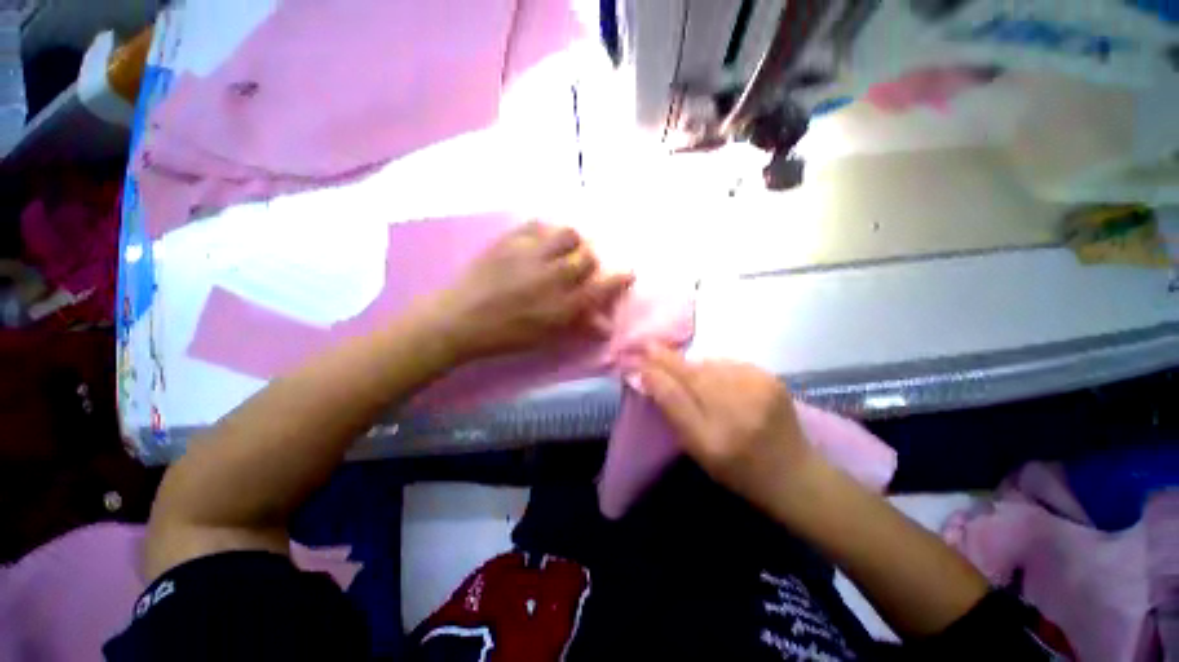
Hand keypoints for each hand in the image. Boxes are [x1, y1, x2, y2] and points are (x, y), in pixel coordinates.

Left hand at [431, 222, 633, 359]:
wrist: (460, 319)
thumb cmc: (506, 335)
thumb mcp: (546, 338)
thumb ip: (578, 326)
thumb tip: (606, 324)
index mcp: (562, 306)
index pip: (603, 287)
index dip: (620, 278)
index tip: (628, 271)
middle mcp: (552, 277)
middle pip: (587, 256)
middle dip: (592, 259)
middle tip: (584, 264)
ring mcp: (531, 255)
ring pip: (568, 233)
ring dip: (572, 241)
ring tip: (563, 248)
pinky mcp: (510, 240)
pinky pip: (538, 224)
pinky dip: (547, 229)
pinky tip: (542, 240)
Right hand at [639, 345, 818, 507]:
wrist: (793, 472)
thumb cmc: (737, 468)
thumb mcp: (698, 449)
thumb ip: (673, 410)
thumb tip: (649, 376)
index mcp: (712, 438)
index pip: (674, 396)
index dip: (655, 373)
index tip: (638, 358)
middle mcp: (735, 411)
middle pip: (691, 373)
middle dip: (668, 360)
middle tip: (650, 347)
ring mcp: (757, 391)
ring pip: (710, 365)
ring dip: (694, 365)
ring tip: (685, 369)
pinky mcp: (771, 379)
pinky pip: (730, 364)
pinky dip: (717, 367)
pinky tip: (717, 377)